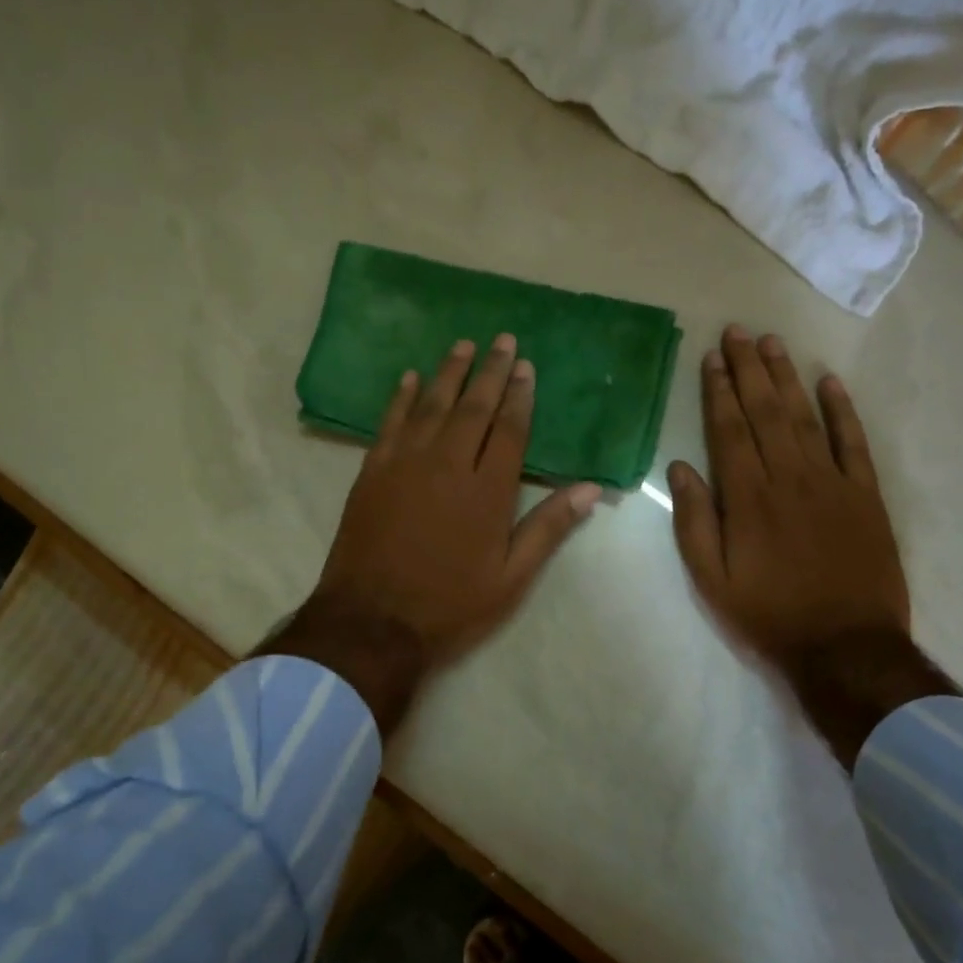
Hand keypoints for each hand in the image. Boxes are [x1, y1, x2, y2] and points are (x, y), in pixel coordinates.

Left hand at [311, 334, 600, 670]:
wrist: (372, 622)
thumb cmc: (449, 605)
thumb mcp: (510, 579)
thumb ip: (548, 529)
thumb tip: (590, 489)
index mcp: (487, 491)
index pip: (509, 430)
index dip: (520, 397)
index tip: (526, 367)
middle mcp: (448, 465)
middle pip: (473, 408)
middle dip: (490, 372)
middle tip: (501, 340)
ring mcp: (405, 464)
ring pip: (431, 406)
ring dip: (448, 373)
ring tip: (463, 345)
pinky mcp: (372, 472)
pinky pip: (390, 423)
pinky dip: (401, 398)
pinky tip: (410, 379)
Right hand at [668, 326, 909, 680]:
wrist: (845, 646)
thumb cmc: (768, 614)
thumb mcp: (711, 580)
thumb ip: (693, 522)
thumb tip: (680, 468)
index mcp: (747, 498)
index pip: (729, 430)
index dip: (719, 391)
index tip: (712, 357)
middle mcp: (789, 477)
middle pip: (765, 412)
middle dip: (749, 369)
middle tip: (738, 331)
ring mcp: (832, 483)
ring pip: (805, 417)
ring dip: (786, 378)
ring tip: (772, 343)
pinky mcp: (866, 495)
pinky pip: (853, 442)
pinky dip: (842, 410)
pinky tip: (829, 382)